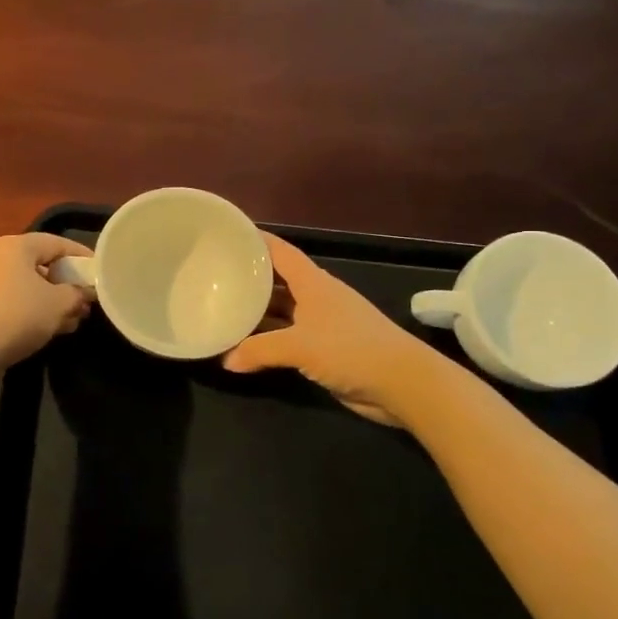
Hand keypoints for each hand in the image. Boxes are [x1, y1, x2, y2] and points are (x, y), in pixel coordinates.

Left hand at [0, 233, 93, 372]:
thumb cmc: (16, 318)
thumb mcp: (58, 305)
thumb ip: (77, 294)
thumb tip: (84, 293)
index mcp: (14, 245)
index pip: (57, 242)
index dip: (82, 256)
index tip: (100, 273)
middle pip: (38, 263)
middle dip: (64, 283)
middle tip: (84, 301)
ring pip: (23, 284)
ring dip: (47, 299)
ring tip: (69, 321)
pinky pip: (7, 299)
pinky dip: (27, 308)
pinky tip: (42, 329)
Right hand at [224, 234, 429, 424]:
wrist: (402, 383)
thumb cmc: (350, 349)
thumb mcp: (298, 346)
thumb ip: (259, 350)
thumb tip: (226, 360)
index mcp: (313, 283)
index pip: (280, 252)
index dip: (256, 241)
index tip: (229, 235)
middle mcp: (316, 297)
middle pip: (278, 281)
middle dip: (250, 279)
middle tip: (215, 277)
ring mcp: (323, 323)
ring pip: (282, 311)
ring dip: (258, 313)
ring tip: (223, 310)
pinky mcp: (326, 349)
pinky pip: (289, 337)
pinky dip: (269, 340)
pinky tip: (247, 346)